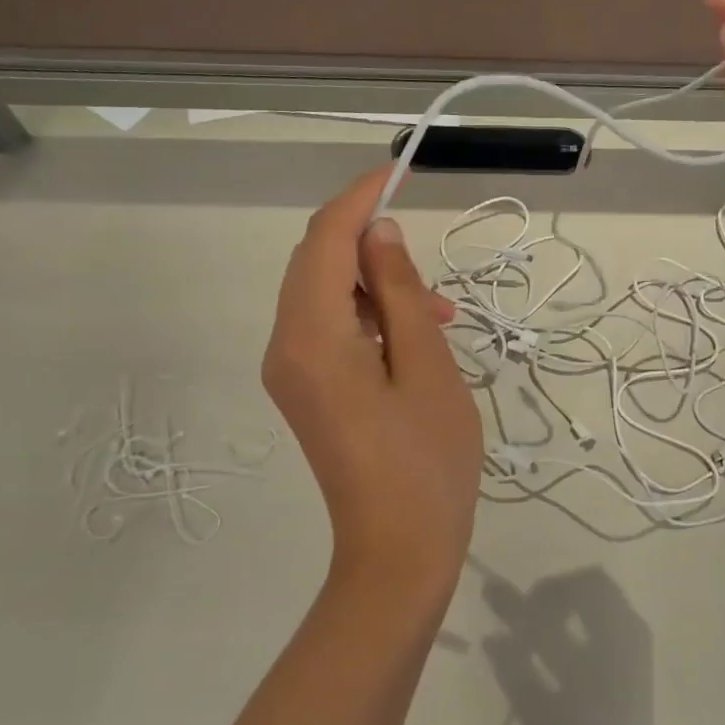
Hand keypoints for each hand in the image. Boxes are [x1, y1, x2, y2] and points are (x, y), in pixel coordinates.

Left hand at [263, 167, 482, 598]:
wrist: (398, 552)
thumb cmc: (426, 461)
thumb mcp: (428, 366)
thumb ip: (401, 292)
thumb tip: (378, 234)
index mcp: (311, 337)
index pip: (324, 241)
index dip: (359, 200)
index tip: (398, 172)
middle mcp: (285, 347)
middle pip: (315, 265)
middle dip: (367, 242)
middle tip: (425, 251)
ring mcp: (291, 373)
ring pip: (324, 297)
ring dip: (374, 284)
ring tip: (439, 309)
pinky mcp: (306, 392)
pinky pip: (329, 331)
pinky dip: (368, 317)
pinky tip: (415, 335)